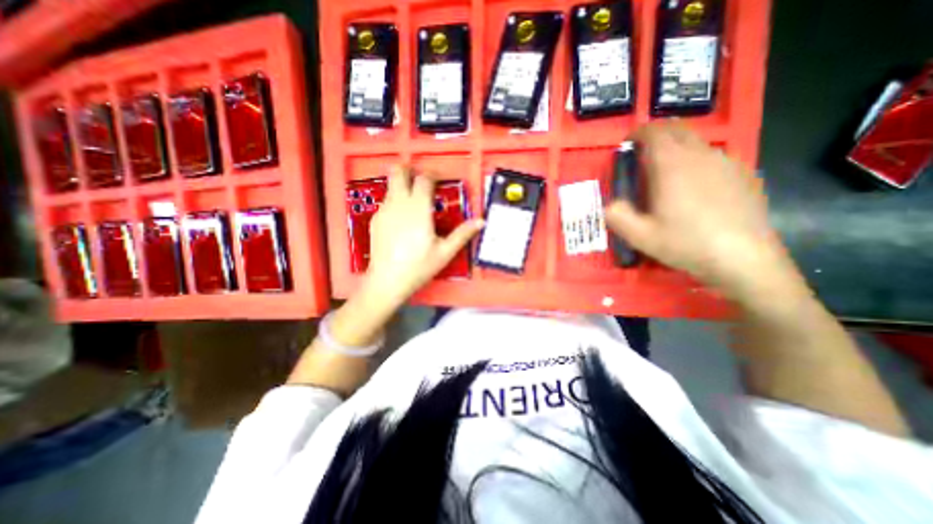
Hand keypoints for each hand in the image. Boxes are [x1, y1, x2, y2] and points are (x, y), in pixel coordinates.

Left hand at [362, 167, 483, 306]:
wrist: (387, 281)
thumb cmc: (419, 266)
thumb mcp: (445, 252)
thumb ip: (463, 234)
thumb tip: (481, 221)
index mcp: (418, 208)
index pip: (424, 179)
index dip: (432, 174)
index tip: (438, 178)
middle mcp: (398, 203)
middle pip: (398, 172)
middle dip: (408, 169)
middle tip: (420, 178)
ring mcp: (384, 210)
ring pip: (391, 186)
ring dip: (402, 186)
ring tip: (413, 202)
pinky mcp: (375, 220)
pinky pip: (386, 202)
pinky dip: (395, 201)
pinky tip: (401, 220)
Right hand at [610, 122, 798, 299]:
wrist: (743, 258)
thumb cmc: (685, 243)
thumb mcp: (639, 235)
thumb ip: (616, 216)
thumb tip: (609, 204)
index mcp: (671, 165)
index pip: (654, 132)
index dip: (637, 134)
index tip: (627, 145)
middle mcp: (700, 155)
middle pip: (677, 130)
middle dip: (656, 136)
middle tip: (642, 156)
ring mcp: (726, 162)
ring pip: (696, 142)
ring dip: (676, 148)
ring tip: (665, 173)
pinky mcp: (742, 173)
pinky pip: (713, 156)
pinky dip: (696, 160)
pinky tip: (694, 185)